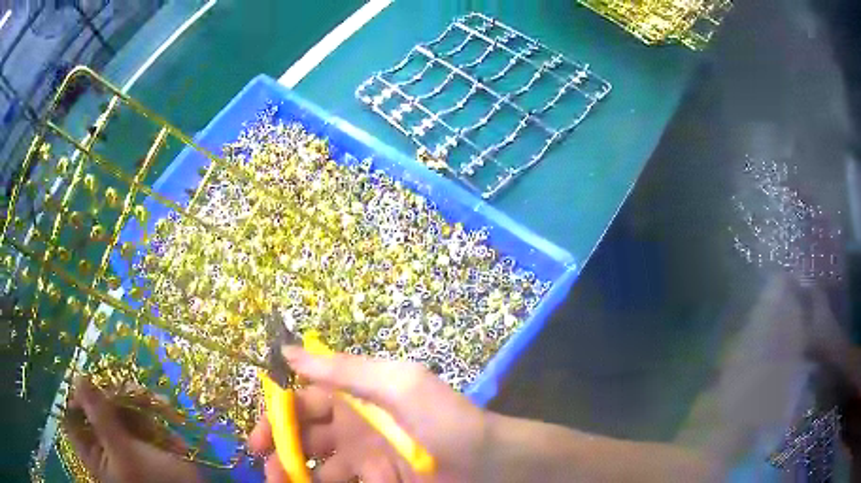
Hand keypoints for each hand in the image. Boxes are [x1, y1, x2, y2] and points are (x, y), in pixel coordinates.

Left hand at [65, 376, 203, 482]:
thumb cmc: (152, 482)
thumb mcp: (124, 451)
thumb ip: (99, 416)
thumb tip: (78, 377)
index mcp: (92, 450)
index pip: (72, 414)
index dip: (78, 395)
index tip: (92, 382)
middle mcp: (104, 442)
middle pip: (98, 404)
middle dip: (120, 397)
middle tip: (137, 391)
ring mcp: (124, 441)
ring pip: (122, 407)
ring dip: (143, 405)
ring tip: (163, 406)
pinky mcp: (143, 439)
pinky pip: (142, 417)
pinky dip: (157, 416)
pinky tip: (171, 422)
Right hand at [249, 348, 489, 481]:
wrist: (488, 465)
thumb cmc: (443, 421)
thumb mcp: (397, 383)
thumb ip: (344, 369)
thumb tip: (287, 352)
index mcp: (355, 398)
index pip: (304, 402)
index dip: (278, 416)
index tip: (259, 437)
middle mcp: (354, 428)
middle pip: (305, 437)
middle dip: (281, 450)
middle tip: (266, 468)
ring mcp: (364, 460)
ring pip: (317, 468)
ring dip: (295, 475)